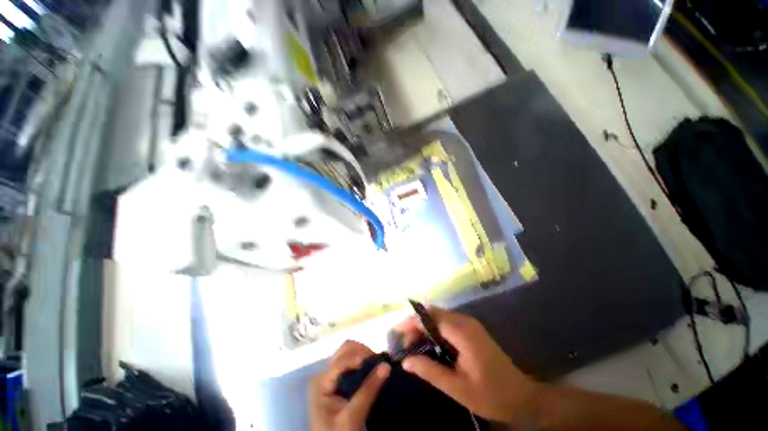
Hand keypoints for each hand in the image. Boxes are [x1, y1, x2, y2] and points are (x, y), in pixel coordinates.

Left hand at [309, 340, 390, 430]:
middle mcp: (326, 373)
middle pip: (345, 350)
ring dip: (364, 355)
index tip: (376, 361)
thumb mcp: (352, 417)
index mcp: (321, 381)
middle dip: (362, 351)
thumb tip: (386, 365)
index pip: (340, 360)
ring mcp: (333, 377)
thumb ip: (368, 390)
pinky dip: (364, 362)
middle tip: (378, 361)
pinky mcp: (341, 382)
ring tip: (378, 364)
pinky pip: (353, 363)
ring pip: (350, 354)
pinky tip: (374, 368)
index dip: (358, 357)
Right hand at [399, 308, 539, 424]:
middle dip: (415, 325)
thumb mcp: (458, 388)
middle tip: (403, 343)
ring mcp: (469, 324)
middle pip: (433, 314)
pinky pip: (446, 324)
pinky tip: (428, 345)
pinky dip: (433, 331)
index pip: (430, 316)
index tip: (398, 334)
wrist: (522, 396)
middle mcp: (464, 321)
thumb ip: (430, 371)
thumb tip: (406, 361)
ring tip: (412, 345)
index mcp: (462, 331)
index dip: (412, 322)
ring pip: (439, 317)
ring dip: (423, 328)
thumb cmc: (491, 394)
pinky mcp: (470, 330)